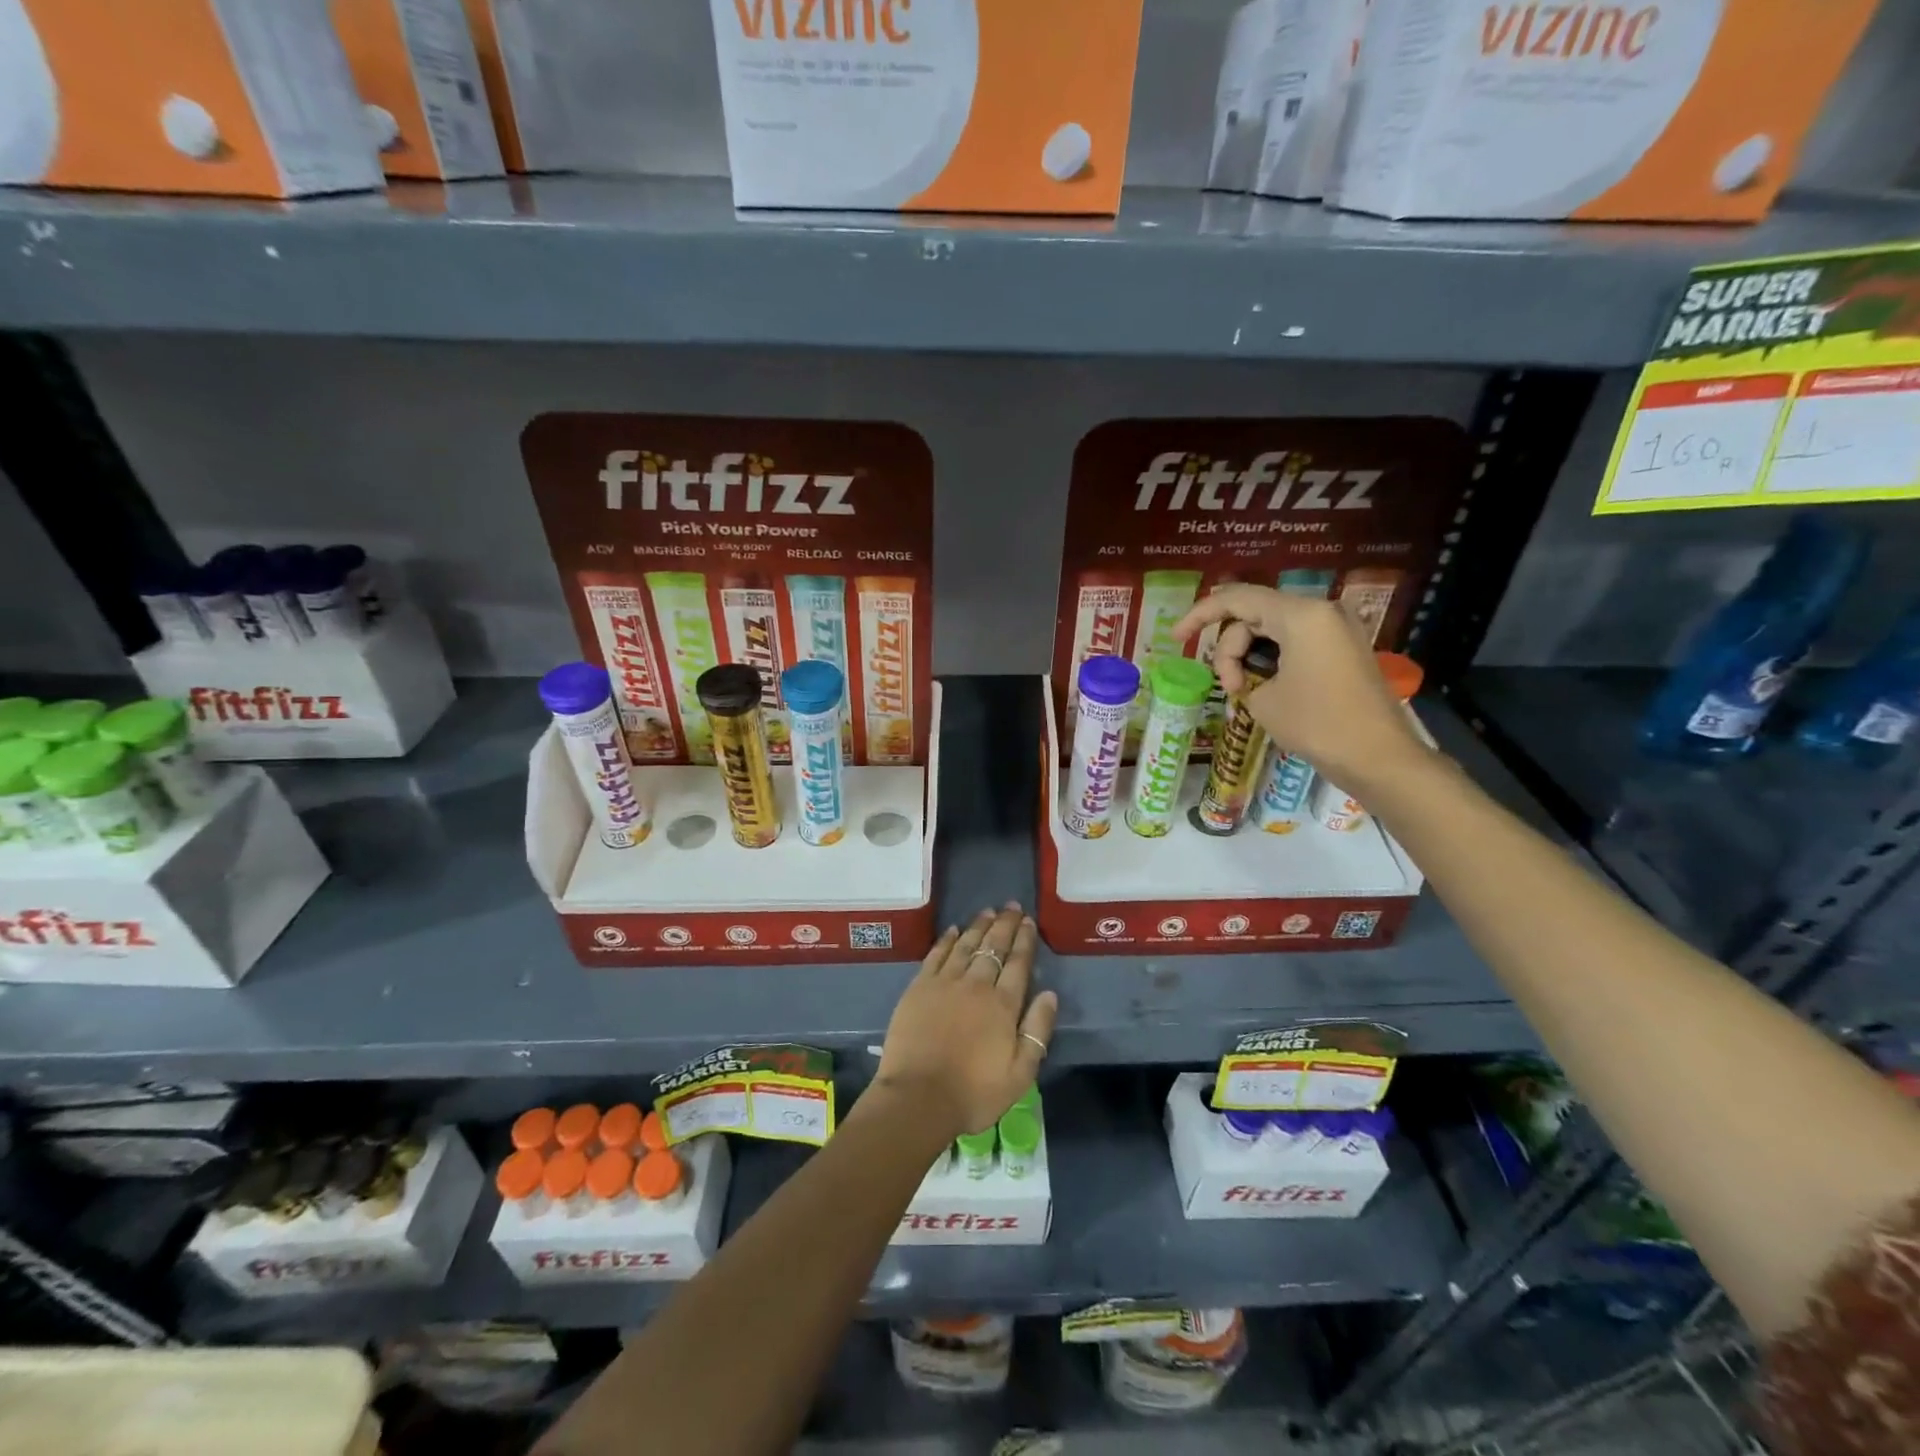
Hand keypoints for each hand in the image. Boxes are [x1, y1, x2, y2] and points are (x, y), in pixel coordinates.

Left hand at [874, 904, 1057, 1139]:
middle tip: (1011, 906)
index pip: (1018, 963)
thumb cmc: (974, 1093)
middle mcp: (976, 985)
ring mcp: (944, 983)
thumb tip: (1049, 994)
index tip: (1028, 922)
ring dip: (979, 926)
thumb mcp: (1020, 1073)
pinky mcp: (919, 988)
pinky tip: (954, 930)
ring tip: (988, 911)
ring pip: (966, 945)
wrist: (918, 1098)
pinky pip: (936, 955)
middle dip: (1004, 925)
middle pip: (993, 947)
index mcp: (1003, 1005)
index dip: (1024, 940)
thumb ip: (1037, 1031)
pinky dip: (947, 940)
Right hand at [1173, 584, 1430, 793]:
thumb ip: (1242, 672)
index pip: (1236, 599)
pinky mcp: (1343, 647)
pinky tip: (1264, 686)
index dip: (1200, 615)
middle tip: (1227, 688)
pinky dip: (1272, 657)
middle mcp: (1321, 611)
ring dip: (1249, 655)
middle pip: (1253, 614)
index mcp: (1300, 615)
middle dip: (1230, 648)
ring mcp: (1336, 628)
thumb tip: (1246, 673)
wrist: (1379, 757)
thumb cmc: (1317, 724)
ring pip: (1272, 627)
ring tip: (1245, 694)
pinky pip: (1295, 640)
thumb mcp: (1263, 699)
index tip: (1176, 638)